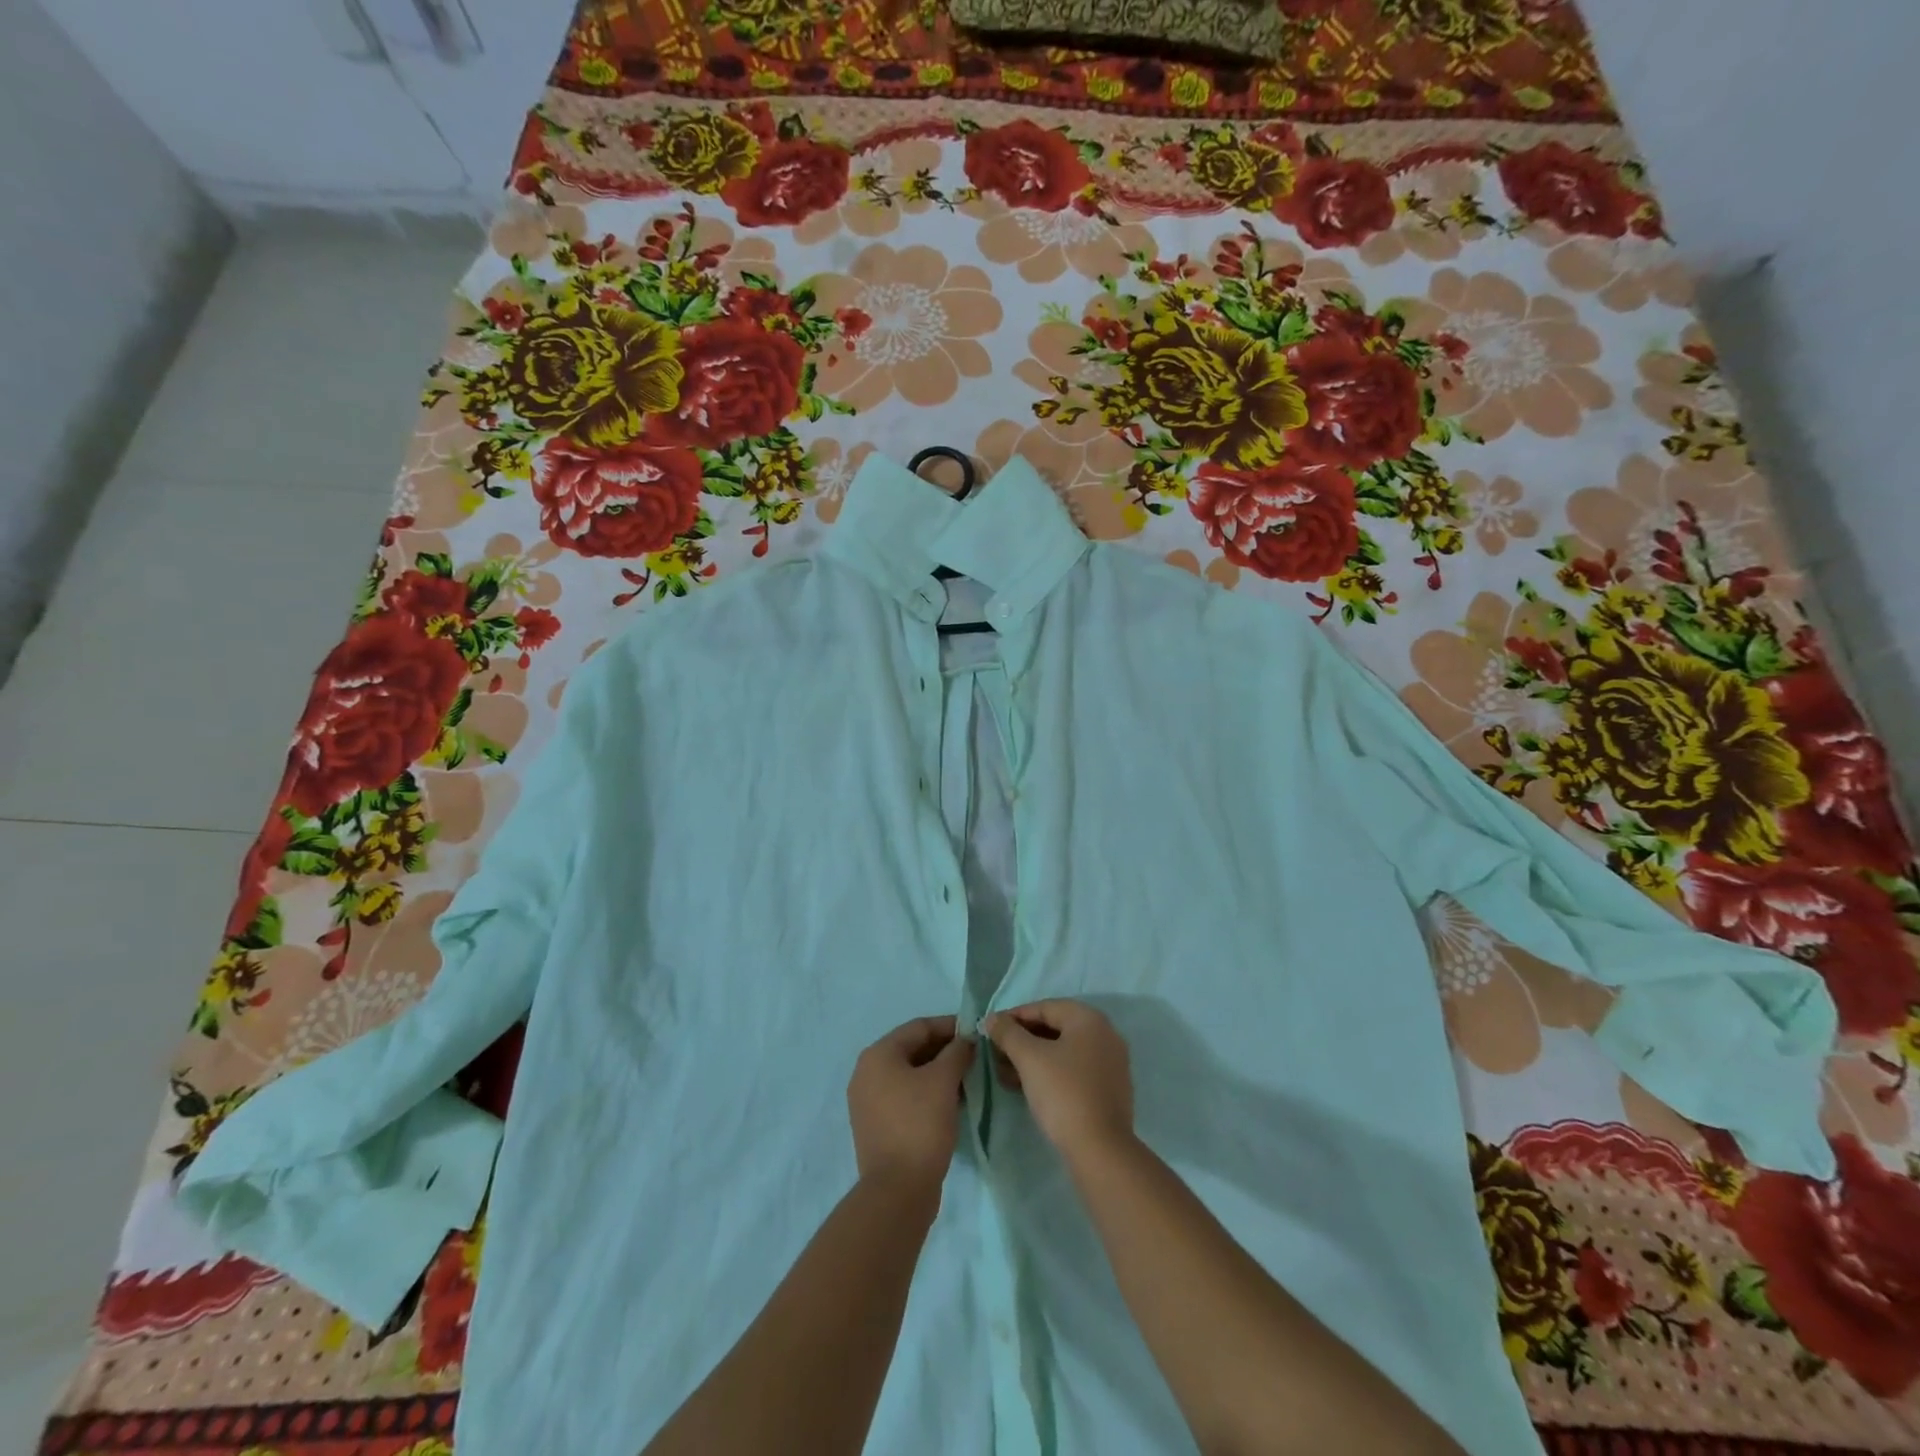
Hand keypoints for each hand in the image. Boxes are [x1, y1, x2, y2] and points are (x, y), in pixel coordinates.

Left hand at [847, 1016, 974, 1194]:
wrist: (898, 1190)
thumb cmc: (920, 1125)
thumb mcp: (943, 1081)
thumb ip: (957, 1052)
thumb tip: (965, 1040)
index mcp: (878, 1054)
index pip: (919, 1027)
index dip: (949, 1026)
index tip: (976, 1032)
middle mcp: (867, 1072)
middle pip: (912, 1049)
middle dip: (945, 1050)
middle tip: (974, 1057)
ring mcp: (868, 1101)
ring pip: (909, 1074)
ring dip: (938, 1073)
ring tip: (967, 1079)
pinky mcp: (876, 1125)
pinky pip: (904, 1096)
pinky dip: (927, 1093)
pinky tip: (951, 1102)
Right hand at [984, 1000, 1133, 1160]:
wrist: (1100, 1150)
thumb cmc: (1063, 1093)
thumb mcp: (1029, 1058)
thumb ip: (1008, 1033)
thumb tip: (993, 1018)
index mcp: (1089, 1019)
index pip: (1044, 1007)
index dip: (1014, 1017)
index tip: (990, 1031)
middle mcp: (1105, 1035)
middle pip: (1054, 1028)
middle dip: (1021, 1040)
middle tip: (996, 1055)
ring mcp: (1109, 1063)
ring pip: (1062, 1052)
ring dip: (1032, 1058)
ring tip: (1005, 1074)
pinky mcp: (1108, 1090)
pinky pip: (1073, 1070)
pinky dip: (1049, 1073)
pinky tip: (1026, 1088)